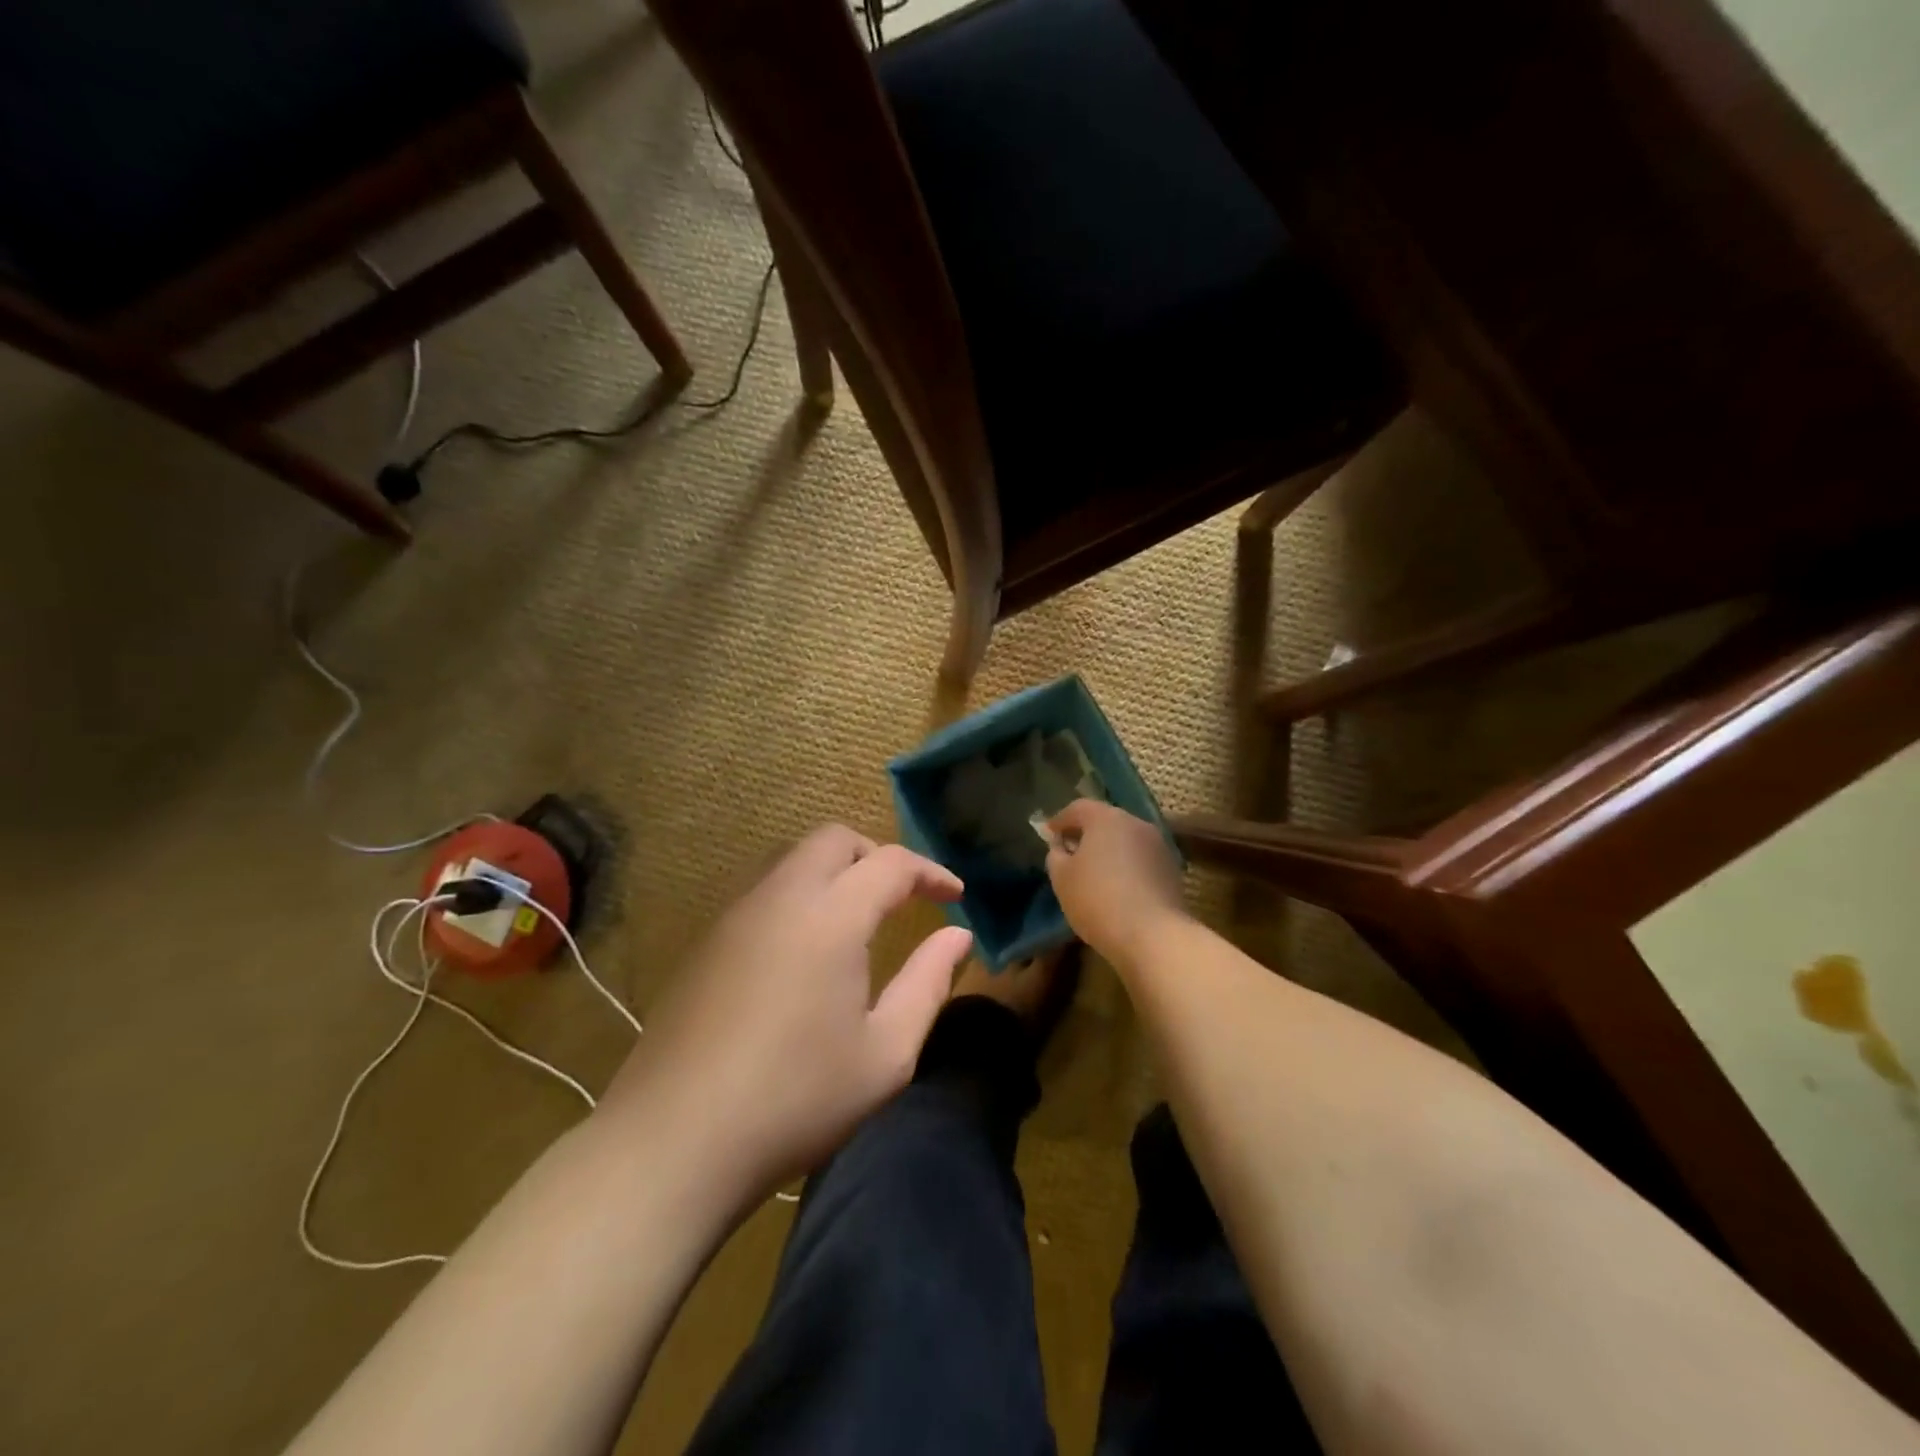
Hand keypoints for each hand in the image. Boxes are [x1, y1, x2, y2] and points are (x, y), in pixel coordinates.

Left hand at [602, 826, 973, 1199]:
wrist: (673, 1142)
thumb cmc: (795, 1099)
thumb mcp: (885, 1054)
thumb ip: (928, 983)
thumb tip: (958, 936)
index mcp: (830, 917)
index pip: (891, 863)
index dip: (930, 872)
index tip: (956, 896)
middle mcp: (780, 898)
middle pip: (834, 840)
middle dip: (877, 856)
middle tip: (904, 897)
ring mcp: (735, 917)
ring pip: (793, 860)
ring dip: (835, 871)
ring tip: (858, 920)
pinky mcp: (707, 943)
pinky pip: (764, 892)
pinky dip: (800, 896)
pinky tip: (805, 952)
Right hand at [1046, 800, 1187, 961]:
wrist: (1153, 936)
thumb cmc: (1097, 900)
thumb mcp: (1062, 878)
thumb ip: (1056, 855)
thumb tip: (1061, 846)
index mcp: (1106, 818)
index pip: (1079, 807)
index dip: (1061, 820)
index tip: (1050, 834)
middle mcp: (1136, 823)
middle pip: (1106, 821)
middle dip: (1087, 833)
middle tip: (1071, 852)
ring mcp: (1159, 846)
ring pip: (1127, 840)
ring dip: (1110, 850)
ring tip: (1095, 873)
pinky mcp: (1172, 870)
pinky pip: (1142, 860)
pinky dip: (1127, 866)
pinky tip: (1118, 888)